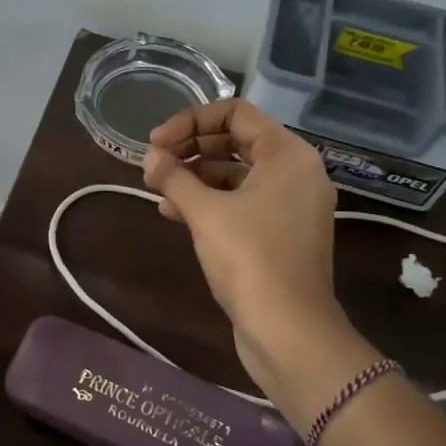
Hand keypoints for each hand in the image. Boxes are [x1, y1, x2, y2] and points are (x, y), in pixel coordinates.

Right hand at [143, 101, 350, 402]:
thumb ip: (174, 177)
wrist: (289, 332)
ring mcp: (291, 205)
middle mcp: (295, 173)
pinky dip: (210, 201)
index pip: (235, 113)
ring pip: (236, 173)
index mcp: (287, 155)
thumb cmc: (250, 260)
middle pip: (236, 141)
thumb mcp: (205, 213)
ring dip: (195, 176)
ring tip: (157, 189)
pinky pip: (242, 202)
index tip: (156, 142)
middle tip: (154, 163)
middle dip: (191, 148)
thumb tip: (150, 157)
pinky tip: (174, 213)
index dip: (191, 120)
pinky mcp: (281, 234)